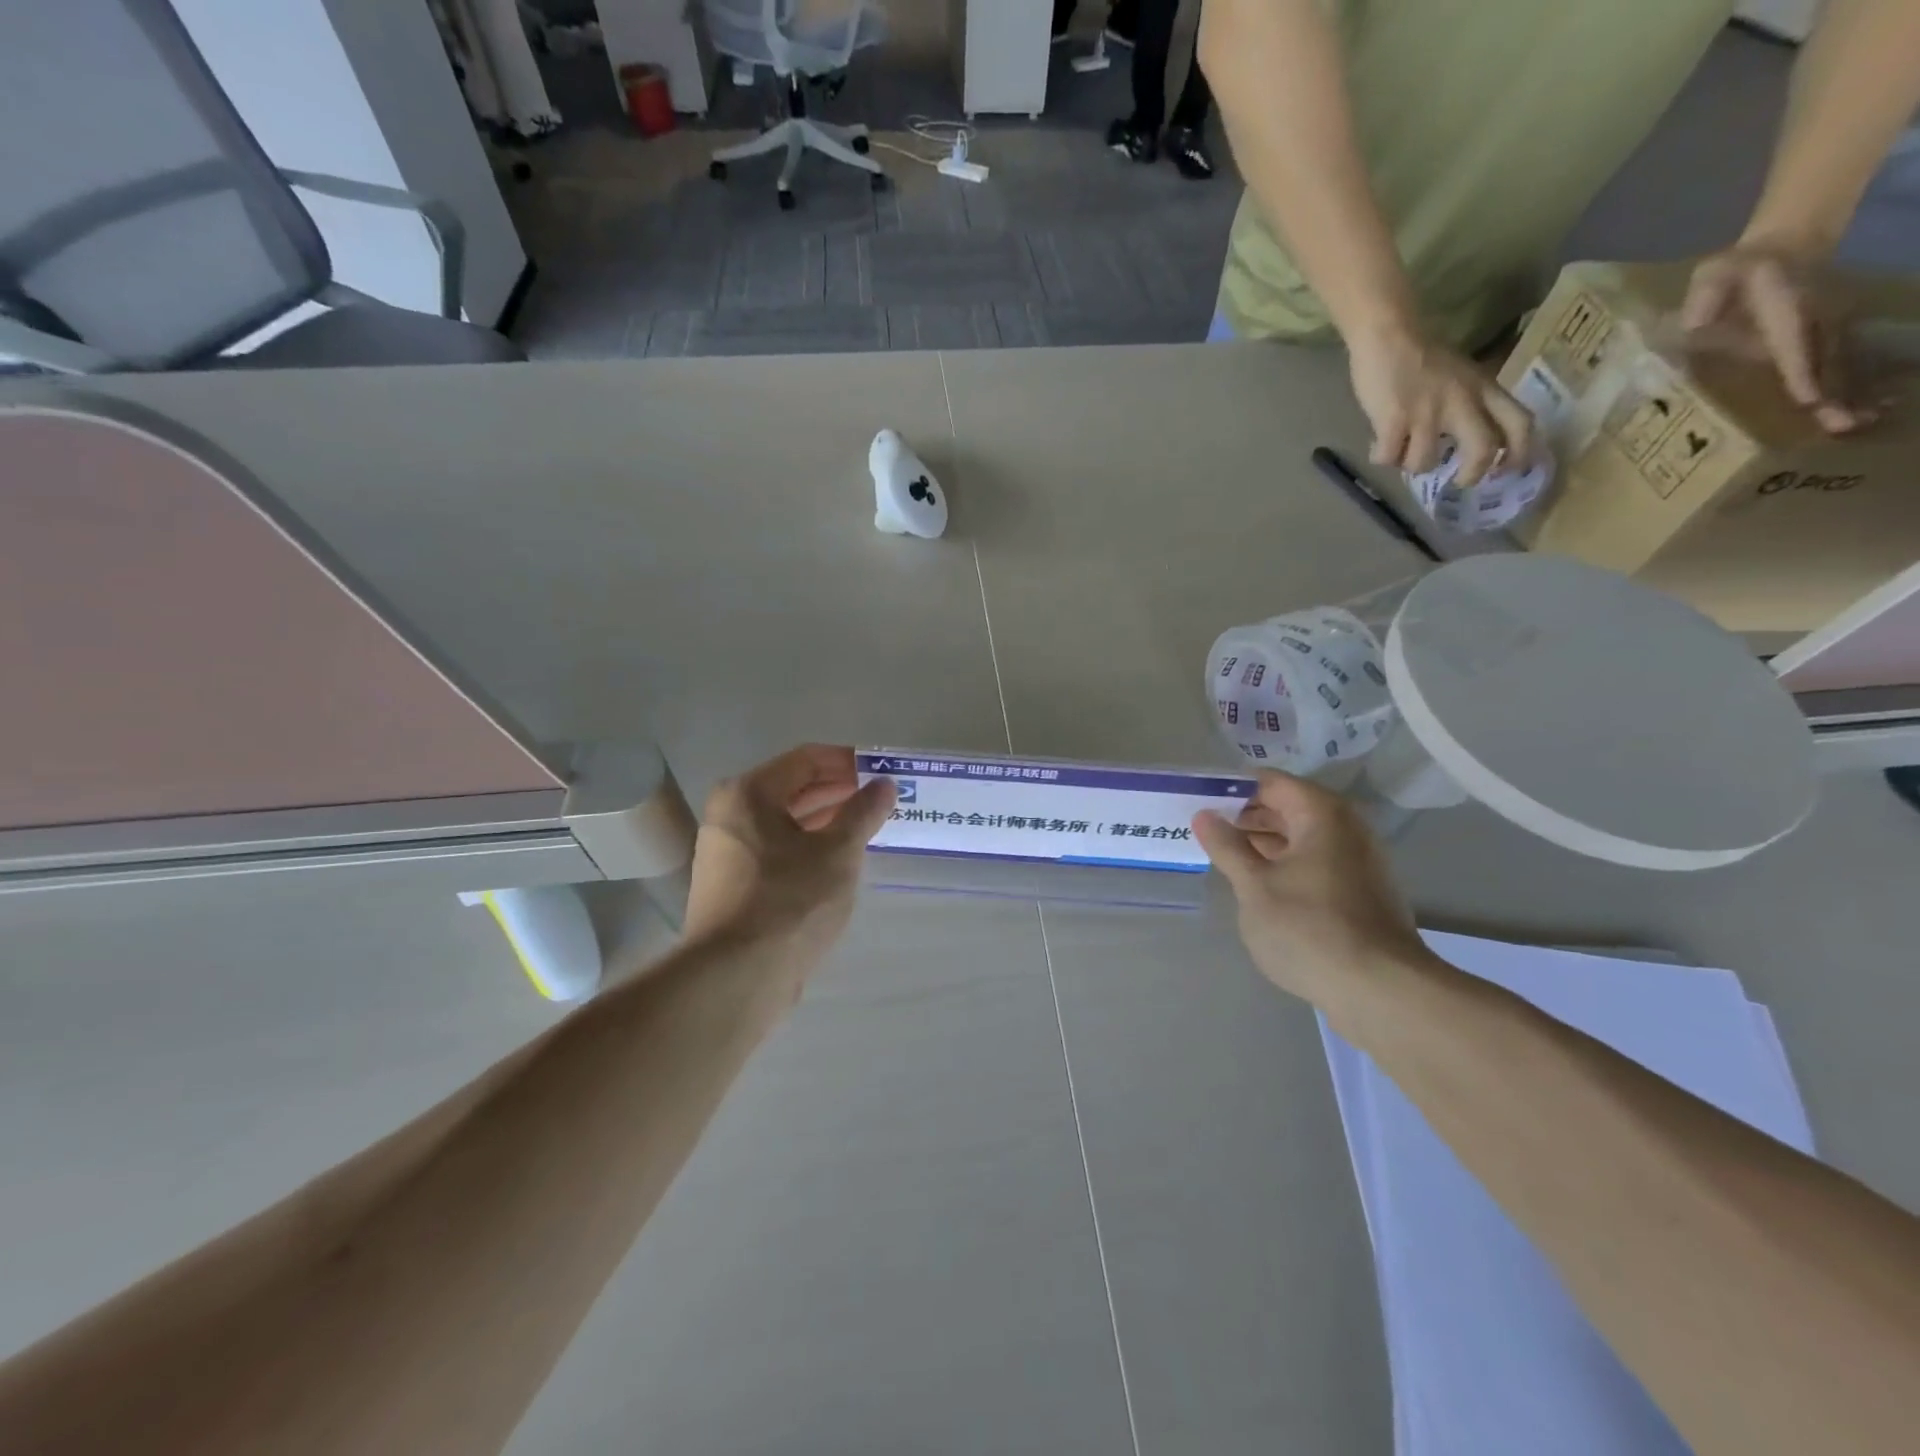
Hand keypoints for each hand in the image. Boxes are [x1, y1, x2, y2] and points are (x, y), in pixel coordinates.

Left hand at [684, 744, 895, 973]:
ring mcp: (727, 852)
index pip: (807, 760)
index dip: (848, 762)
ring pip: (786, 823)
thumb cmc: (790, 900)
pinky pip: (778, 851)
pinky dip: (809, 848)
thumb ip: (864, 812)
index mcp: (748, 793)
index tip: (883, 772)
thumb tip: (884, 785)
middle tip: (882, 801)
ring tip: (868, 829)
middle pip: (793, 789)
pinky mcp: (733, 886)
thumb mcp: (838, 852)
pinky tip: (839, 862)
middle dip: (840, 792)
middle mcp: (730, 815)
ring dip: (827, 821)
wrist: (736, 977)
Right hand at [1193, 771, 1429, 1013]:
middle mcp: (1346, 827)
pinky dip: (1284, 863)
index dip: (1232, 787)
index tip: (1198, 799)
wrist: (1380, 990)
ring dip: (1263, 841)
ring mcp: (1358, 860)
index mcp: (1321, 814)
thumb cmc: (1308, 927)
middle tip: (1204, 828)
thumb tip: (1204, 816)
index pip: (1269, 782)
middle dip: (1245, 815)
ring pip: (1301, 836)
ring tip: (1223, 855)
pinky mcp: (1361, 890)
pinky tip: (1258, 883)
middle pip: (1287, 806)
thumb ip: (1227, 846)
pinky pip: (1314, 861)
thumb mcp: (1254, 885)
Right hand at [1349, 325, 1535, 485]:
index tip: (1506, 471)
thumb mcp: (1460, 376)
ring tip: (1400, 453)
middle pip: (1483, 450)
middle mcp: (1462, 403)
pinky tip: (1377, 446)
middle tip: (1458, 481)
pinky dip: (1381, 458)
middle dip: (1471, 474)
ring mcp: (1427, 414)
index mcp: (1483, 390)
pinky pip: (1388, 458)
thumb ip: (1466, 404)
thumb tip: (1455, 443)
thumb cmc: (1421, 356)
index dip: (1519, 453)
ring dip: (1409, 465)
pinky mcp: (1394, 421)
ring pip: (1423, 462)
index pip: (1519, 424)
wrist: (1388, 336)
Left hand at [1682, 244, 1867, 433]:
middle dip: (1835, 392)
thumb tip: (1695, 323)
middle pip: (1826, 359)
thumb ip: (1706, 297)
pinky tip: (1856, 412)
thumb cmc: (1736, 270)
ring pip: (1839, 364)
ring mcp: (1827, 326)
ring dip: (1848, 394)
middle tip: (1844, 425)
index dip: (1802, 370)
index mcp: (1786, 308)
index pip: (1794, 343)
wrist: (1783, 247)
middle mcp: (1816, 320)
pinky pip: (1838, 363)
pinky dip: (1848, 387)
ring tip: (1854, 425)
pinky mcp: (1827, 336)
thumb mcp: (1714, 276)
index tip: (1811, 397)